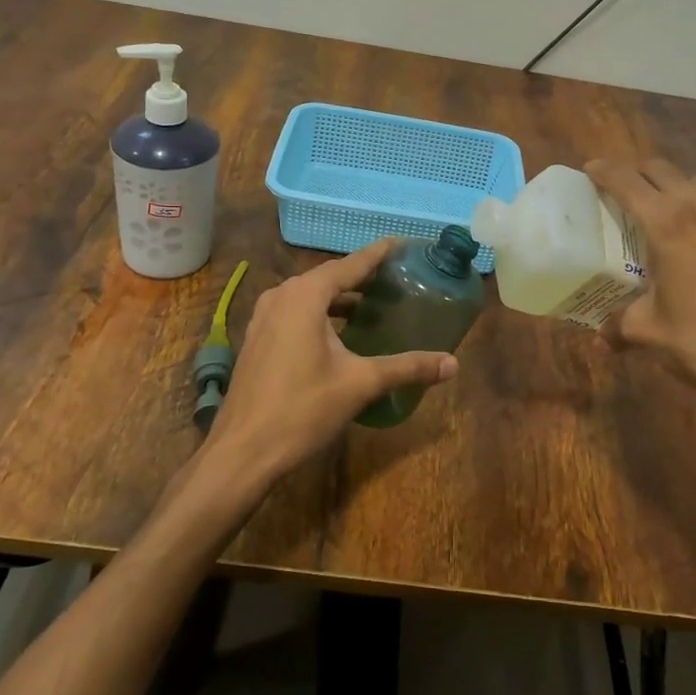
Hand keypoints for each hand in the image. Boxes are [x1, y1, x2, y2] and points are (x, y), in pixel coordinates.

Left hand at [204, 239, 458, 487]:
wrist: (242, 451)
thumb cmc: (302, 409)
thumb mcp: (360, 384)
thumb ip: (407, 368)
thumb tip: (453, 365)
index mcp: (305, 296)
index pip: (350, 265)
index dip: (378, 254)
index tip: (402, 243)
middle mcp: (281, 296)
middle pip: (328, 277)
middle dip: (361, 276)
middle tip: (394, 279)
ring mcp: (263, 317)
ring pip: (309, 296)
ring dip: (339, 297)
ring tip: (371, 305)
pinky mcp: (257, 339)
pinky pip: (294, 312)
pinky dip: (320, 313)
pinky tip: (338, 334)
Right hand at [585, 158, 695, 473]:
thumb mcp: (646, 332)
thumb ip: (618, 323)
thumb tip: (604, 332)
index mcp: (666, 223)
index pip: (625, 180)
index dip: (602, 171)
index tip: (588, 170)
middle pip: (660, 169)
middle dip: (635, 174)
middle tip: (618, 192)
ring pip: (695, 181)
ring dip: (671, 186)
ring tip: (659, 211)